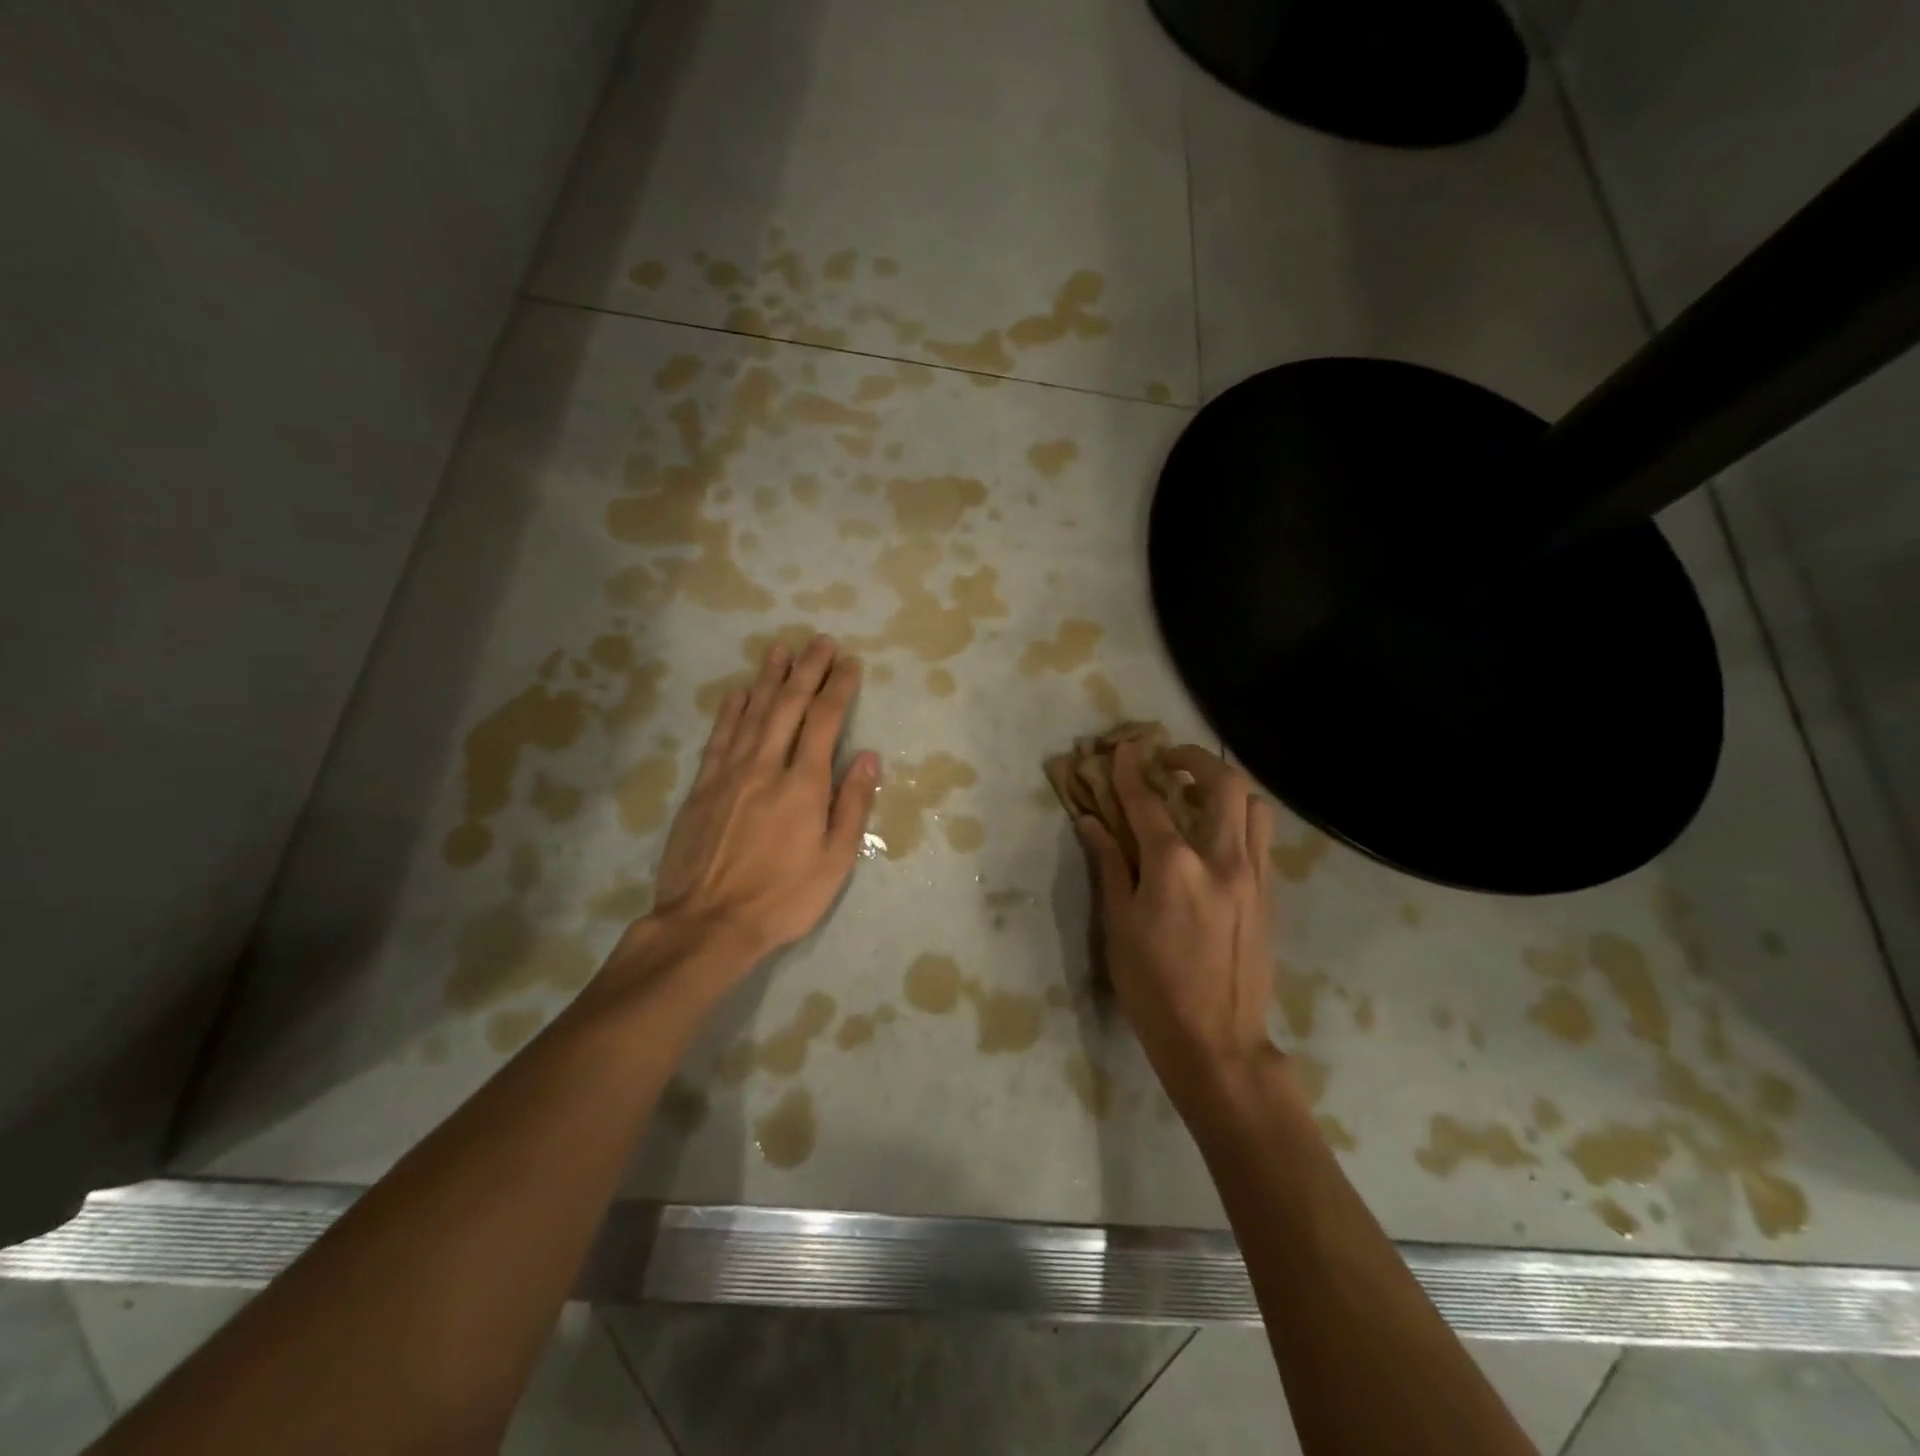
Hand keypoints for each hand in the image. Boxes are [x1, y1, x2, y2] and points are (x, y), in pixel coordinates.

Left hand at [635, 635, 878, 981]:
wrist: (708, 923)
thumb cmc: (783, 897)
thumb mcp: (835, 860)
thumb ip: (851, 804)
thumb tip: (868, 756)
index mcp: (804, 785)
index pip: (825, 721)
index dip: (838, 687)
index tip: (849, 663)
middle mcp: (766, 767)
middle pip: (789, 705)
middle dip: (807, 670)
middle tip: (820, 641)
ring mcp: (729, 773)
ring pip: (752, 712)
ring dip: (769, 677)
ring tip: (782, 649)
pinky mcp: (702, 786)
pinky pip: (719, 736)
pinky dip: (731, 709)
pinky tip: (739, 691)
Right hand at [1076, 742, 1279, 1108]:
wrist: (1217, 1041)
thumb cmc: (1153, 986)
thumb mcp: (1118, 925)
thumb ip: (1110, 865)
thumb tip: (1091, 822)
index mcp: (1174, 867)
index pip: (1148, 802)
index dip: (1131, 771)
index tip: (1122, 749)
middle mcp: (1221, 859)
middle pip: (1222, 784)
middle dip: (1194, 760)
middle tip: (1169, 761)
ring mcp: (1253, 876)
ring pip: (1254, 806)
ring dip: (1225, 788)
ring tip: (1198, 797)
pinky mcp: (1269, 895)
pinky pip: (1261, 838)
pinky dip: (1240, 820)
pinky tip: (1216, 837)